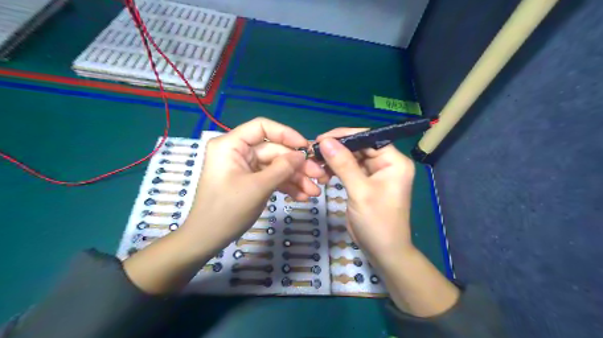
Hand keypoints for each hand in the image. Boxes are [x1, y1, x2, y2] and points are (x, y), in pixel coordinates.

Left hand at [185, 117, 327, 252]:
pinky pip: (272, 177)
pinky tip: (302, 197)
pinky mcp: (250, 180)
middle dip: (297, 165)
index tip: (306, 148)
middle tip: (319, 177)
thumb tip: (302, 155)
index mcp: (231, 144)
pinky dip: (286, 186)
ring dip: (295, 178)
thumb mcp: (258, 187)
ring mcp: (245, 167)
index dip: (286, 134)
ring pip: (276, 166)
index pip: (262, 127)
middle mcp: (238, 151)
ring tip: (314, 192)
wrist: (207, 239)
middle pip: (274, 150)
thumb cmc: (227, 210)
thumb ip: (282, 168)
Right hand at [317, 130, 414, 263]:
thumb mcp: (360, 191)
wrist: (383, 251)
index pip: (369, 138)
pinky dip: (336, 170)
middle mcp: (387, 163)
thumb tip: (325, 141)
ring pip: (352, 157)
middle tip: (314, 151)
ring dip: (334, 159)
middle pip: (359, 147)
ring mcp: (376, 173)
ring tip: (316, 162)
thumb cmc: (377, 222)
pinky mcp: (365, 182)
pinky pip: (349, 169)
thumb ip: (343, 164)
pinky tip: (323, 173)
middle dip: (337, 148)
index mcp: (394, 161)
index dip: (345, 136)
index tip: (322, 139)